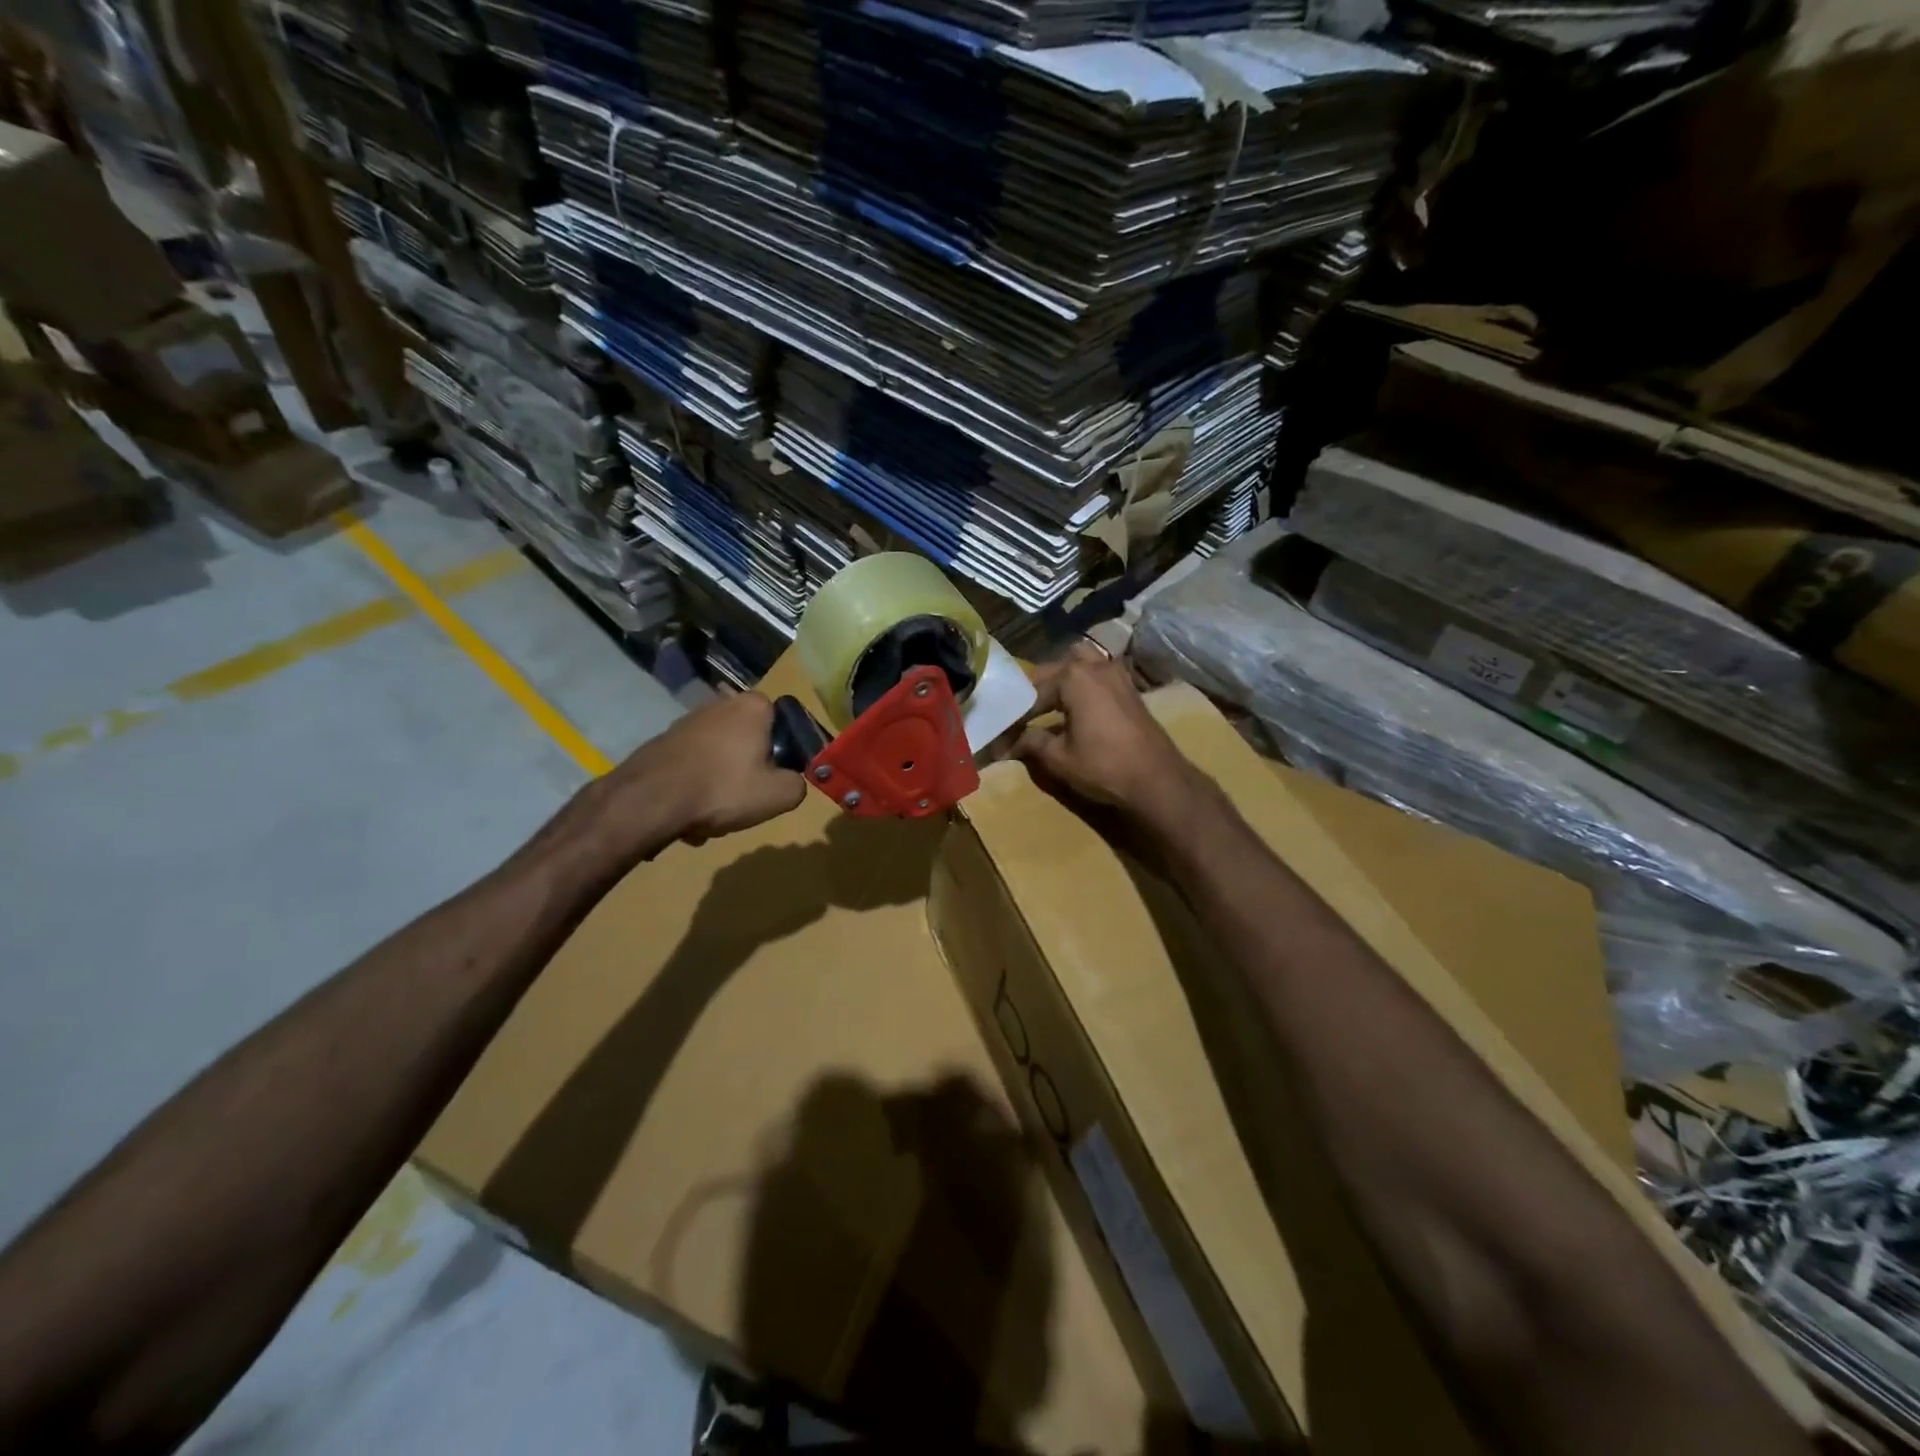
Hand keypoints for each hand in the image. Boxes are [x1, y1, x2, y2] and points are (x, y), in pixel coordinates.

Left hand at [572, 693, 806, 866]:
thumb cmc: (723, 789)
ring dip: (719, 784)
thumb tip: (790, 781)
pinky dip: (694, 788)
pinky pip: (692, 767)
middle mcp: (719, 704)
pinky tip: (688, 816)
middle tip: (744, 801)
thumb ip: (797, 784)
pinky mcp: (662, 742)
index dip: (783, 752)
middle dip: (747, 771)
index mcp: (753, 707)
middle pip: (748, 742)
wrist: (649, 801)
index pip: (781, 722)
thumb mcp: (779, 795)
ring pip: (718, 758)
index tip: (775, 778)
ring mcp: (686, 722)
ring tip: (711, 816)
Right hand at [1014, 643, 1201, 825]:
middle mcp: (1094, 666)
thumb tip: (1008, 743)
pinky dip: (1084, 684)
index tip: (1003, 734)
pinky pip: (1098, 674)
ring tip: (1050, 705)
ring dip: (1063, 680)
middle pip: (1055, 671)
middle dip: (1037, 693)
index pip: (1033, 693)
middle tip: (1023, 719)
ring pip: (1081, 664)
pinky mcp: (1130, 688)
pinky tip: (1077, 707)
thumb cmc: (1104, 765)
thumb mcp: (1059, 758)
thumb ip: (1031, 743)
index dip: (1017, 716)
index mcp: (1073, 677)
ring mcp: (1117, 674)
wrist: (1157, 779)